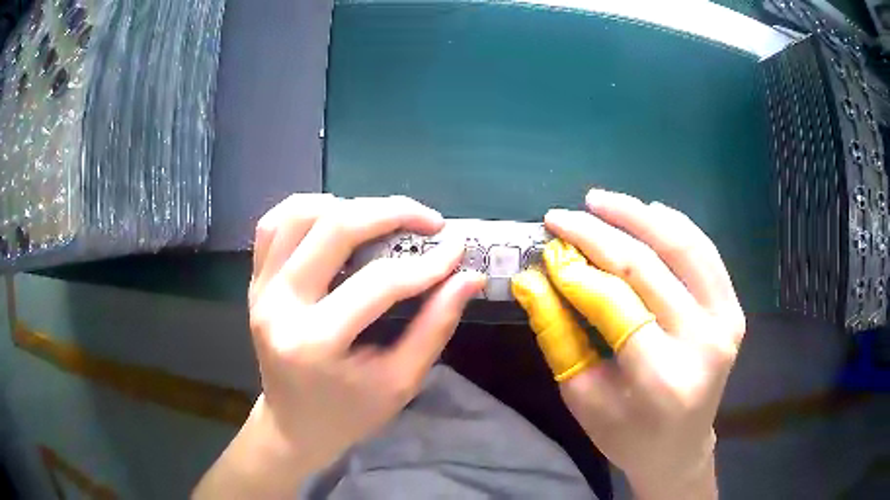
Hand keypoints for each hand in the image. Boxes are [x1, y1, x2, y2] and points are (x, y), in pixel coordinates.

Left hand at [195, 194, 484, 497]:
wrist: (294, 425)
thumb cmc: (349, 414)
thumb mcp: (400, 382)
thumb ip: (434, 326)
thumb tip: (468, 277)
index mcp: (314, 342)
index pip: (378, 283)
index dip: (427, 264)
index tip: (458, 251)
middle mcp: (278, 305)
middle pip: (334, 229)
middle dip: (391, 213)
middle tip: (429, 221)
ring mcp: (260, 288)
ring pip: (299, 214)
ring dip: (348, 206)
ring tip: (382, 220)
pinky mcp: (255, 282)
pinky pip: (273, 224)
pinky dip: (308, 209)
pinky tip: (336, 218)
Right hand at [512, 189, 744, 499]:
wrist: (679, 449)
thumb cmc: (625, 434)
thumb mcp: (582, 396)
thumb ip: (559, 334)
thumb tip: (533, 278)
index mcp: (661, 377)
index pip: (616, 304)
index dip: (577, 270)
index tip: (546, 248)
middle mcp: (702, 342)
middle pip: (648, 267)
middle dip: (598, 234)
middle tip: (561, 216)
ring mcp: (726, 321)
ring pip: (682, 246)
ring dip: (637, 215)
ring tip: (598, 201)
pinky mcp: (733, 310)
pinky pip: (705, 253)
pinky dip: (674, 225)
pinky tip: (646, 211)